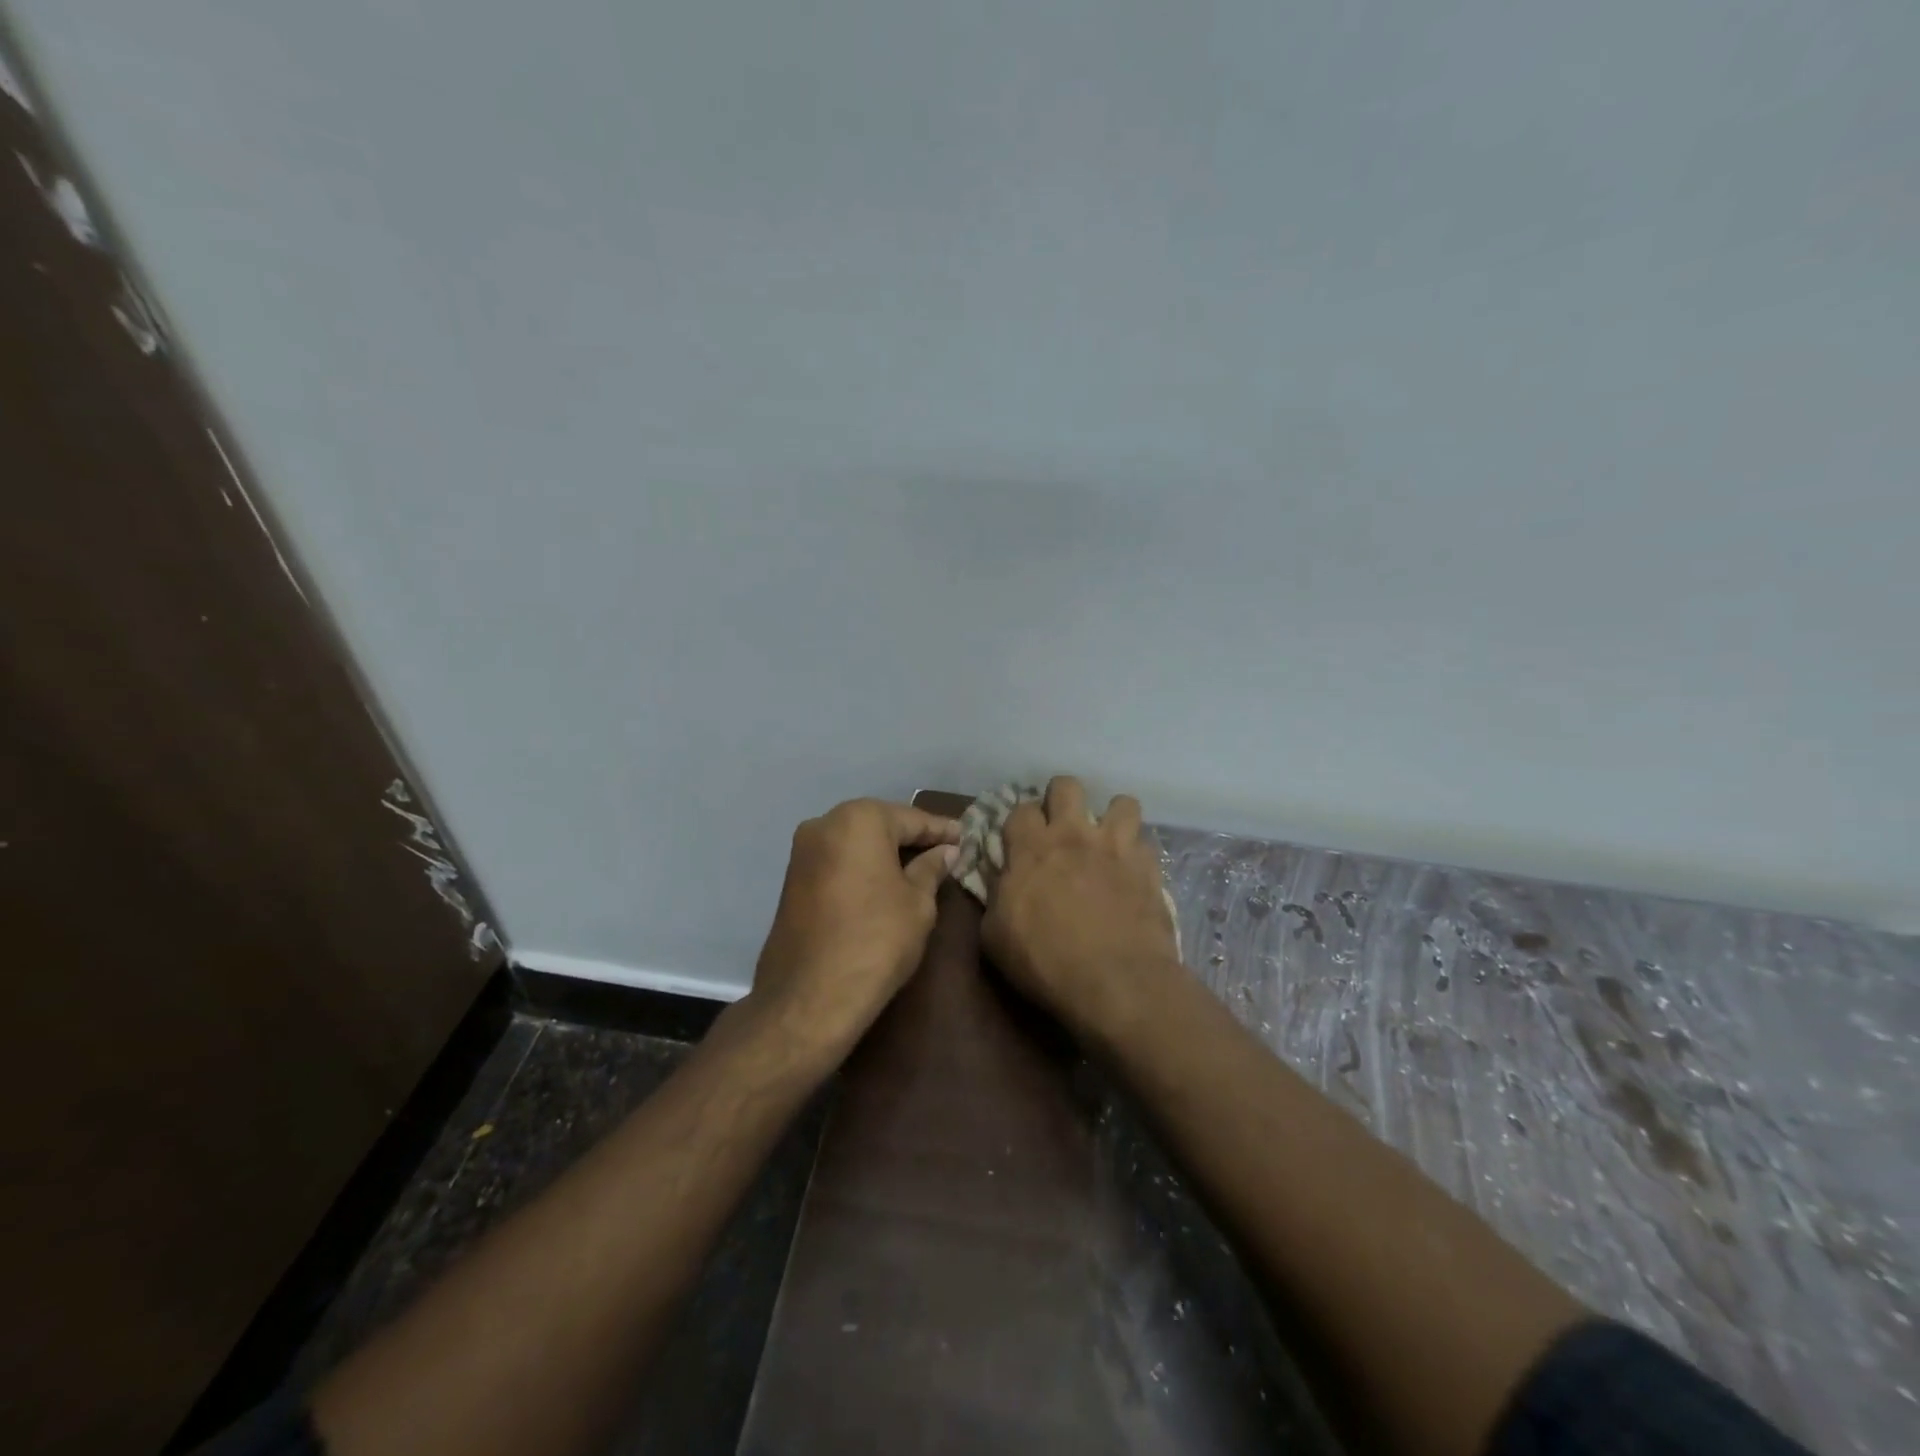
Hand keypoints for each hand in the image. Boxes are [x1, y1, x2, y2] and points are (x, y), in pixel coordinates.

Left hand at [750, 798, 960, 1049]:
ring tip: (920, 865)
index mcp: (859, 819)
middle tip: (946, 849)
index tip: (966, 836)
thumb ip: (931, 869)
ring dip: (885, 851)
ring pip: (856, 841)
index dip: (941, 830)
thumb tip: (944, 853)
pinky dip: (863, 866)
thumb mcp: (918, 904)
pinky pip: (838, 860)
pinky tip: (885, 880)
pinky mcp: (792, 878)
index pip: (911, 818)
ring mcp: (803, 851)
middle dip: (911, 837)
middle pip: (880, 824)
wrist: (810, 996)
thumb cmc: (876, 940)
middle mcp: (824, 824)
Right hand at [980, 776, 1182, 1039]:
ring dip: (1111, 818)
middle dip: (1061, 799)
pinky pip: (1146, 842)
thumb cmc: (1045, 962)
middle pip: (1067, 785)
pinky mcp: (1148, 867)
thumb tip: (1000, 881)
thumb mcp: (995, 937)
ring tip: (1106, 841)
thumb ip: (995, 897)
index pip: (1021, 808)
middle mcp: (1074, 835)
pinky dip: (1137, 852)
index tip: (1020, 840)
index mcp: (1032, 848)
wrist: (1116, 982)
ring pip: (1121, 803)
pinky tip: (1131, 870)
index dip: (1020, 821)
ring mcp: (1116, 847)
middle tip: (1061, 828)